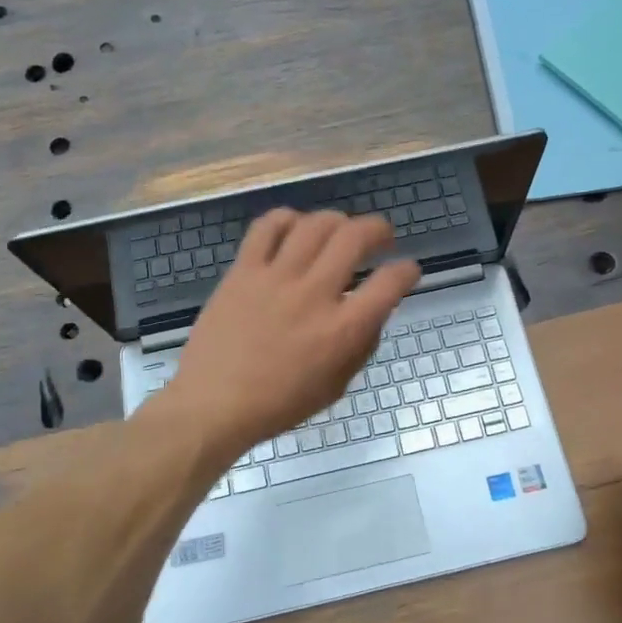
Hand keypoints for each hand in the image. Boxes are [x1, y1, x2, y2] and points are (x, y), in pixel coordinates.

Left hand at [159, 209, 420, 458]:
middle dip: (378, 229)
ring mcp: (276, 277)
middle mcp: (314, 294)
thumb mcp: (336, 386)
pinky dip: (287, 218)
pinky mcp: (243, 270)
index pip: (390, 283)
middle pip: (355, 237)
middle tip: (381, 237)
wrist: (214, 404)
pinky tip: (294, 228)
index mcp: (342, 330)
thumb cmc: (279, 404)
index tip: (407, 270)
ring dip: (337, 220)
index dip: (407, 271)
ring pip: (315, 224)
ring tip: (339, 230)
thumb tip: (373, 312)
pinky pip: (267, 227)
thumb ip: (360, 345)